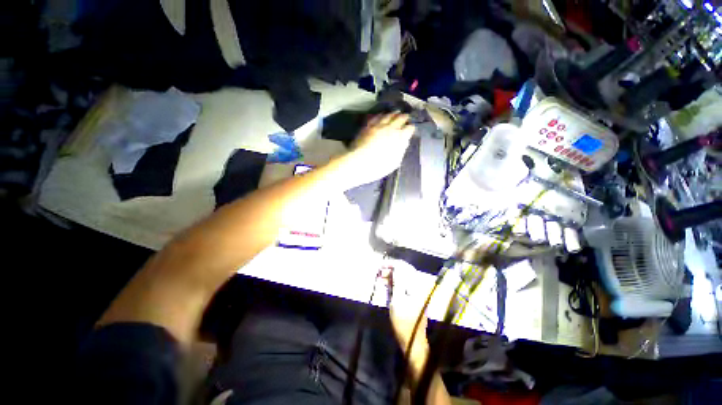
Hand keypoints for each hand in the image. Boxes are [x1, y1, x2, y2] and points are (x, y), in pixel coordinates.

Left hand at [342, 113, 414, 186]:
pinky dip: (380, 115)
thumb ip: (401, 150)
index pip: (409, 129)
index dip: (410, 128)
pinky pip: (376, 117)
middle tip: (406, 116)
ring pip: (388, 116)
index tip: (410, 129)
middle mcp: (390, 128)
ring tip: (396, 112)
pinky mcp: (368, 126)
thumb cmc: (380, 166)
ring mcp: (378, 126)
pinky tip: (381, 115)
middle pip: (400, 118)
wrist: (360, 162)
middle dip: (404, 117)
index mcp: (399, 137)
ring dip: (393, 114)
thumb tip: (404, 142)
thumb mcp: (395, 162)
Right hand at [379, 260, 431, 354]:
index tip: (381, 266)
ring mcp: (416, 292)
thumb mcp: (397, 301)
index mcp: (416, 286)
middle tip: (379, 273)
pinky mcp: (413, 297)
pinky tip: (386, 285)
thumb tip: (396, 267)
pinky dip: (394, 283)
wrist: (412, 342)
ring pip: (402, 278)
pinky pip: (403, 285)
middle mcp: (418, 286)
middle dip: (390, 270)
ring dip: (391, 276)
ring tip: (380, 278)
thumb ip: (397, 282)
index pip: (404, 267)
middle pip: (404, 271)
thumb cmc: (404, 322)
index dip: (392, 264)